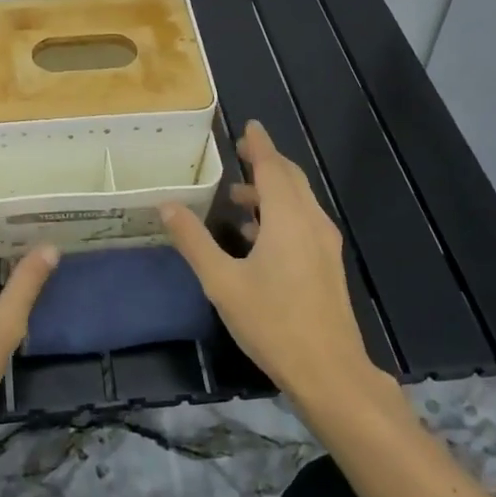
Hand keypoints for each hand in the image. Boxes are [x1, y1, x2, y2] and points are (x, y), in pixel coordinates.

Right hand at [160, 121, 401, 416]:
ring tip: (237, 197)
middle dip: (266, 162)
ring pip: (298, 202)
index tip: (249, 125)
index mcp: (287, 218)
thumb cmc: (272, 322)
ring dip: (271, 191)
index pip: (272, 167)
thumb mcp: (222, 282)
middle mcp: (311, 222)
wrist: (329, 371)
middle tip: (240, 152)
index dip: (259, 144)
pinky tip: (256, 235)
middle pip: (290, 179)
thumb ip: (194, 241)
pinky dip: (280, 213)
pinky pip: (302, 222)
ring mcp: (324, 244)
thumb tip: (166, 205)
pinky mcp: (326, 264)